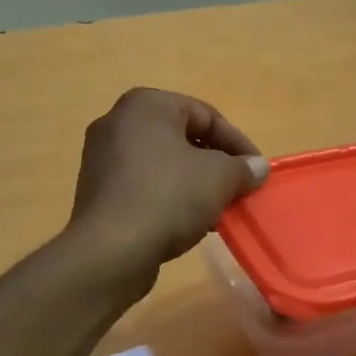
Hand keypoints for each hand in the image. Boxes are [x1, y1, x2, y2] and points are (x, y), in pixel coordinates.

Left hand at [68, 88, 268, 288]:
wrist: (112, 250)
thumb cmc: (168, 197)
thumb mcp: (219, 178)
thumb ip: (242, 168)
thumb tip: (257, 167)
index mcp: (146, 105)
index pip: (206, 115)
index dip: (238, 143)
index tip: (257, 171)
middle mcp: (117, 122)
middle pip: (182, 138)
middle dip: (216, 165)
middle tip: (239, 189)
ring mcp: (102, 158)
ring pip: (163, 165)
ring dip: (194, 184)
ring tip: (217, 210)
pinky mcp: (97, 192)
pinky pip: (143, 186)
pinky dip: (169, 198)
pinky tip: (188, 223)